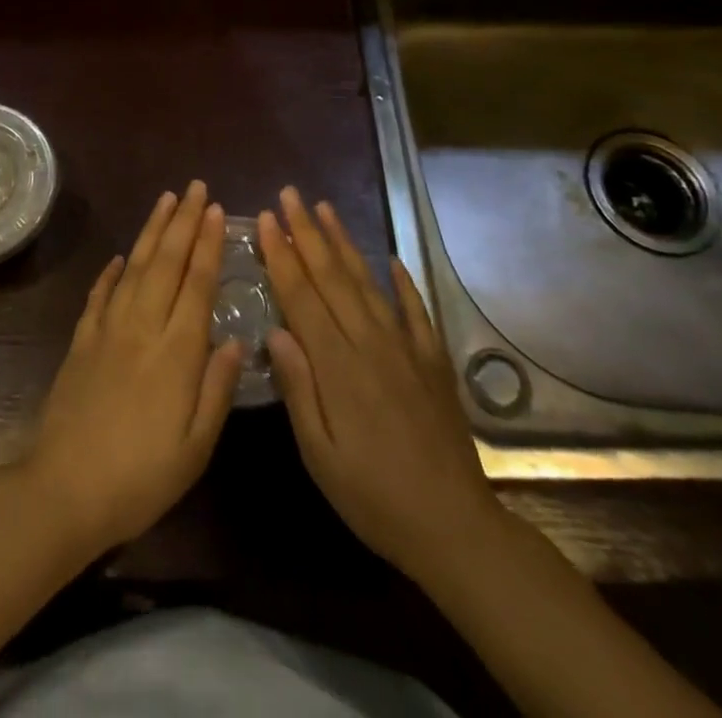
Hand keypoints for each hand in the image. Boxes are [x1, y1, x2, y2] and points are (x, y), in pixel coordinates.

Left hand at [21, 182, 244, 559]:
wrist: (64, 490)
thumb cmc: (141, 477)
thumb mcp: (196, 447)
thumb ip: (217, 388)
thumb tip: (237, 339)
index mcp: (177, 352)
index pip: (197, 284)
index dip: (207, 244)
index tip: (216, 210)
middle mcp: (143, 327)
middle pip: (166, 263)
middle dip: (183, 221)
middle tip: (195, 187)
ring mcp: (107, 330)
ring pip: (133, 268)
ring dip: (151, 231)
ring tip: (165, 200)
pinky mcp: (81, 341)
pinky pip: (99, 295)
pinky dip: (110, 272)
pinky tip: (119, 256)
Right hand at [259, 187, 502, 581]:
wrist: (455, 527)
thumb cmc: (374, 497)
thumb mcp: (320, 455)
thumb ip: (298, 388)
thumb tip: (275, 331)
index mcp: (338, 365)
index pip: (302, 296)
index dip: (282, 254)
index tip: (266, 218)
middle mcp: (371, 343)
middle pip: (332, 276)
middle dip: (307, 232)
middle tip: (289, 194)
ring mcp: (406, 347)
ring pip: (368, 282)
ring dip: (344, 243)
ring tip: (325, 208)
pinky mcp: (432, 360)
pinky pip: (415, 310)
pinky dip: (402, 282)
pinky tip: (391, 259)